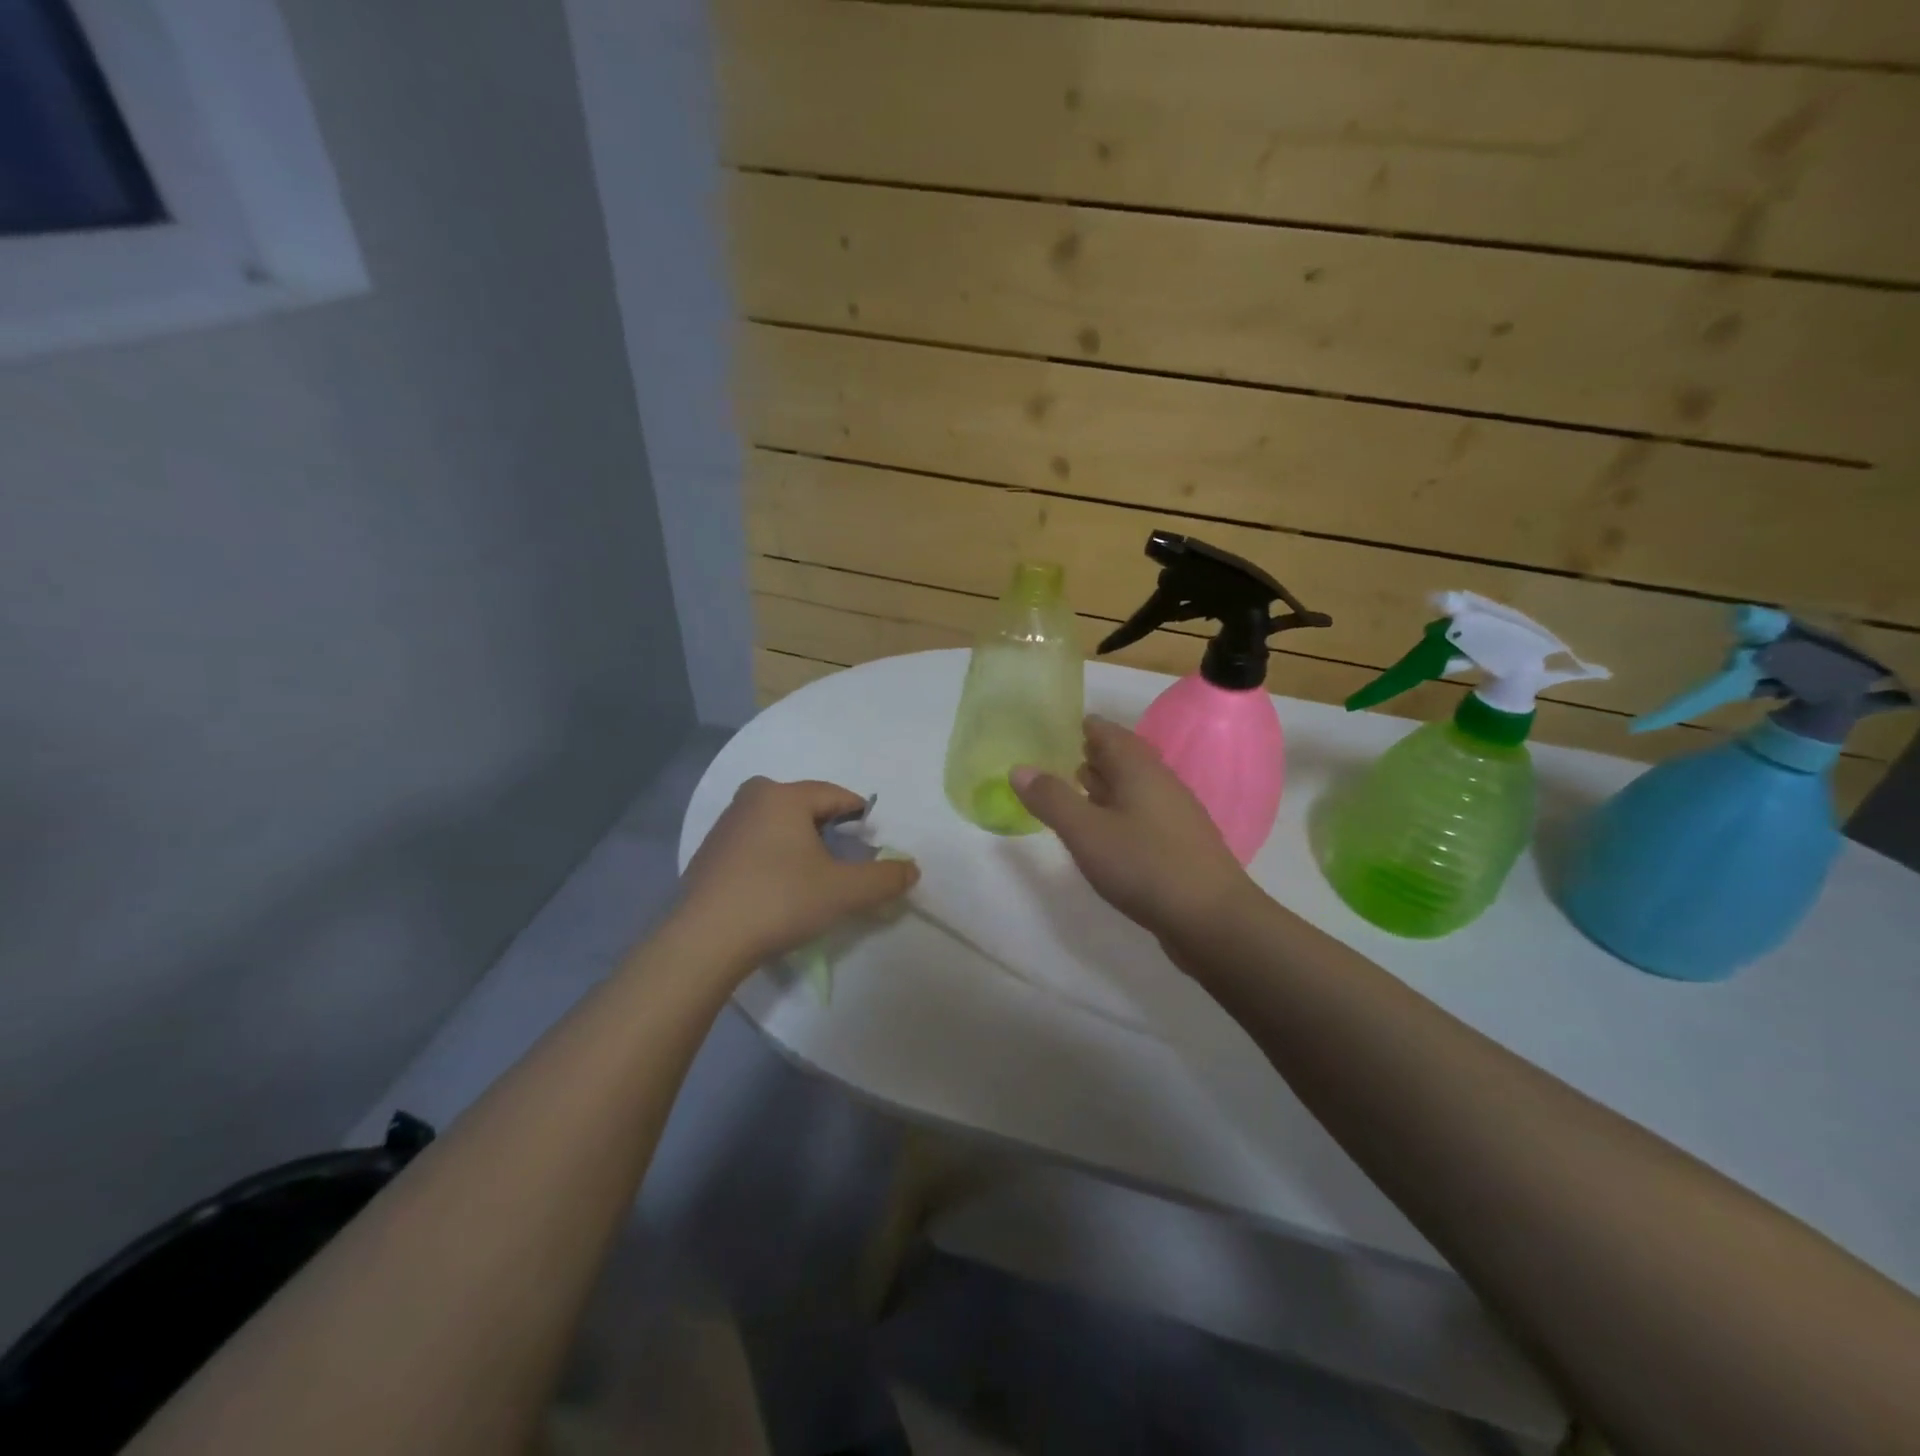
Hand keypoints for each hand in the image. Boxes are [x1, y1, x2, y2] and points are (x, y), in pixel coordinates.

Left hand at [674, 777, 918, 972]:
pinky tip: (777, 889)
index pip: (835, 795)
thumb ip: (884, 878)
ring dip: (799, 845)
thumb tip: (911, 868)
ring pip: (777, 825)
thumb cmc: (780, 901)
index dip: (859, 816)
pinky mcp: (708, 854)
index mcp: (782, 796)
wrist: (705, 941)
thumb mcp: (843, 891)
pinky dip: (773, 858)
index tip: (872, 841)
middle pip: (804, 807)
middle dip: (828, 829)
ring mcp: (725, 826)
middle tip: (842, 860)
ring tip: (812, 877)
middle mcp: (751, 799)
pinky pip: (755, 844)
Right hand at [1011, 717, 1256, 945]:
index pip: (1109, 733)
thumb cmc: (1144, 866)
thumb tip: (1019, 768)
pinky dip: (1119, 813)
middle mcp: (1160, 784)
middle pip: (1124, 759)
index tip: (1057, 727)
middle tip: (1060, 757)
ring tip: (1077, 789)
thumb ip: (1051, 799)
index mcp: (1139, 770)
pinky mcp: (1179, 846)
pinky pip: (1142, 815)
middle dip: (1093, 755)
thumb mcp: (1086, 832)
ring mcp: (1174, 816)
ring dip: (1106, 785)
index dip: (1084, 727)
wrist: (1213, 919)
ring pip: (1134, 788)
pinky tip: (1106, 834)